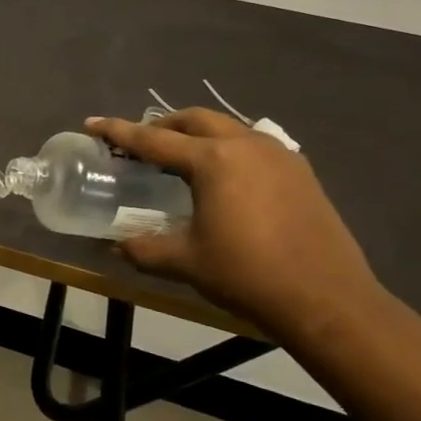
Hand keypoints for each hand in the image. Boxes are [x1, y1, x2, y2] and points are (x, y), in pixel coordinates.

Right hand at [88, 110, 385, 343]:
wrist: (328, 300)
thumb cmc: (248, 275)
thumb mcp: (186, 262)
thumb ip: (144, 249)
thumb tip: (117, 246)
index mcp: (213, 161)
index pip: (153, 140)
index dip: (118, 132)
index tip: (92, 123)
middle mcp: (246, 146)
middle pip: (194, 120)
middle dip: (162, 126)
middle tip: (140, 143)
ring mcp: (279, 156)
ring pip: (227, 128)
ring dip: (197, 134)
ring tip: (180, 158)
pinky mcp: (301, 172)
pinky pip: (254, 145)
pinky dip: (228, 149)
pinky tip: (225, 177)